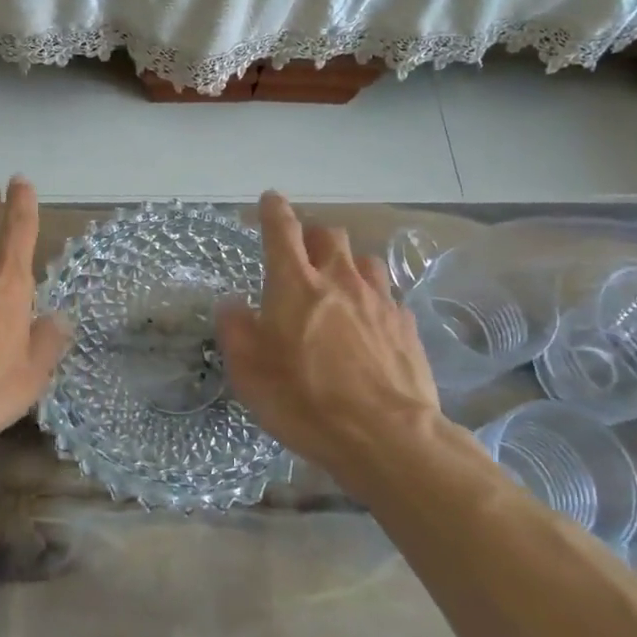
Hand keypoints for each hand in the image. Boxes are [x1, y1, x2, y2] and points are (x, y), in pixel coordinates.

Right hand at [216, 193, 444, 485]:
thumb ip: (235, 331)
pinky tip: (368, 322)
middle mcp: (338, 280)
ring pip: (363, 259)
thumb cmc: (306, 402)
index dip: (273, 210)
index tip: (269, 200)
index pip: (282, 230)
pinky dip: (372, 297)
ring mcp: (378, 300)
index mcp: (295, 284)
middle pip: (328, 234)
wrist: (388, 437)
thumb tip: (231, 305)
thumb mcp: (250, 373)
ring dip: (346, 264)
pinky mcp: (406, 324)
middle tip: (301, 255)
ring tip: (338, 286)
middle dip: (312, 236)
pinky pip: (386, 295)